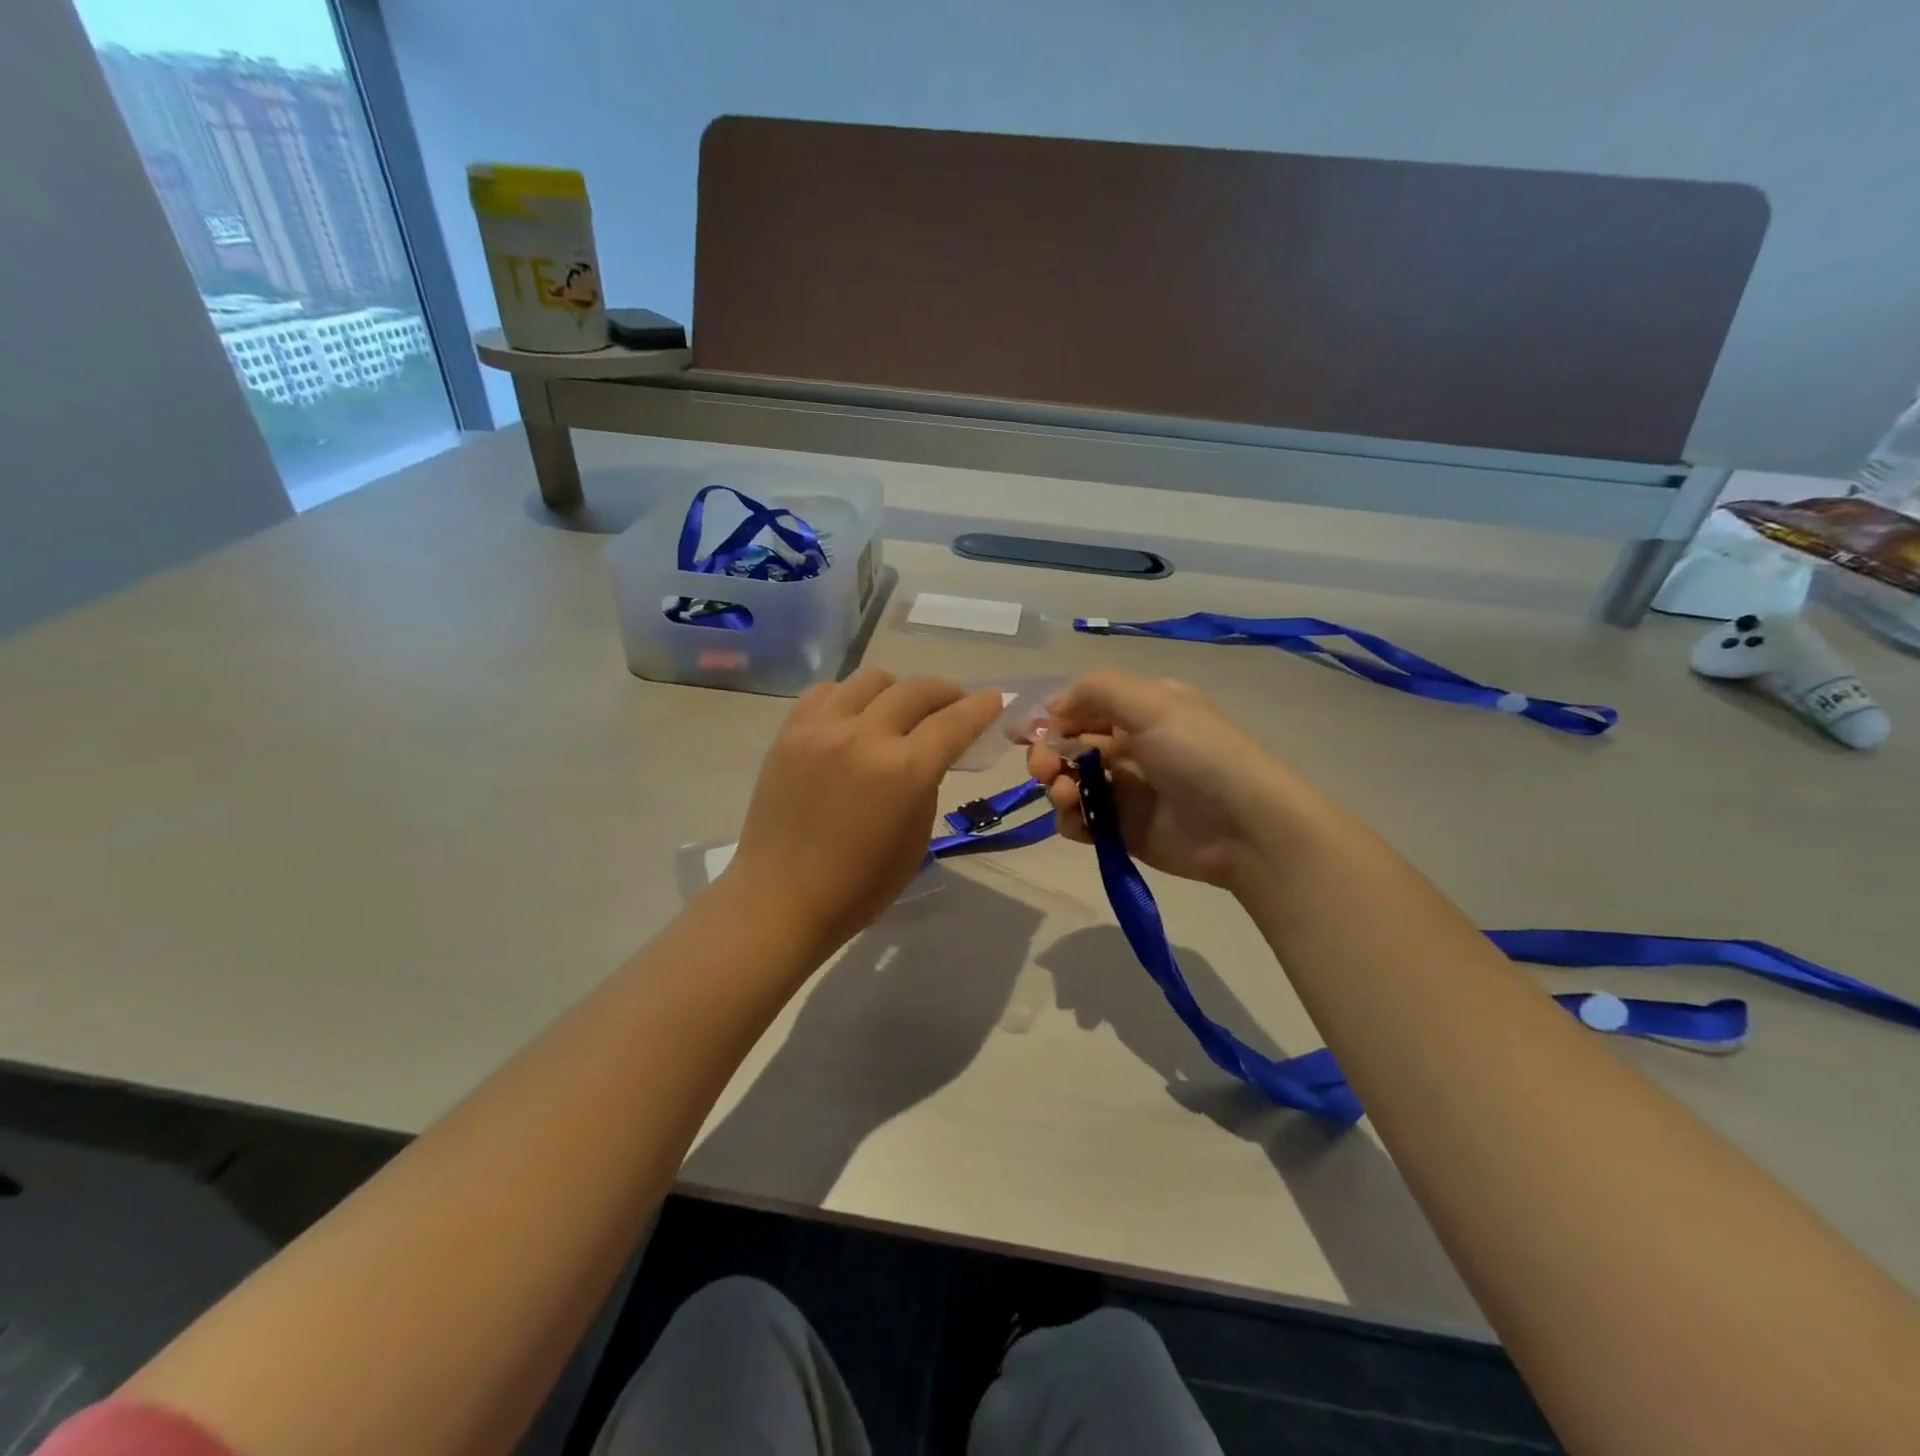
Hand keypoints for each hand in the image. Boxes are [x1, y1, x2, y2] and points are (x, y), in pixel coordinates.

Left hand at [726, 669, 1002, 956]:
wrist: (781, 897)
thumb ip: (927, 783)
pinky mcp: (790, 731)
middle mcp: (864, 736)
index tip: (994, 699)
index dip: (981, 707)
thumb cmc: (859, 885)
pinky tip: (853, 718)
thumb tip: (929, 752)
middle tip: (953, 706)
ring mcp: (822, 728)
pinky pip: (828, 691)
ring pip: (872, 679)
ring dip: (897, 691)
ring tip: (899, 712)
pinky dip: (851, 697)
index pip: (954, 722)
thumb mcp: (916, 839)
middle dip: (946, 693)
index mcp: (904, 771)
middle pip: (917, 690)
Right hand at [1026, 671, 1305, 893]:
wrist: (1246, 828)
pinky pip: (1080, 820)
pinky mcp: (1121, 829)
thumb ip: (1096, 690)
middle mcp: (1128, 746)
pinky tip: (1079, 820)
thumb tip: (1052, 707)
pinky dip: (1070, 819)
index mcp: (1138, 711)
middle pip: (1067, 747)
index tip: (1022, 733)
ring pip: (1068, 783)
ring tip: (1068, 796)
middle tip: (1045, 769)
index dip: (1048, 719)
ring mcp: (1124, 790)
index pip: (1080, 708)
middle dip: (1047, 755)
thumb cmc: (1199, 754)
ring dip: (1056, 786)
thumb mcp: (1153, 703)